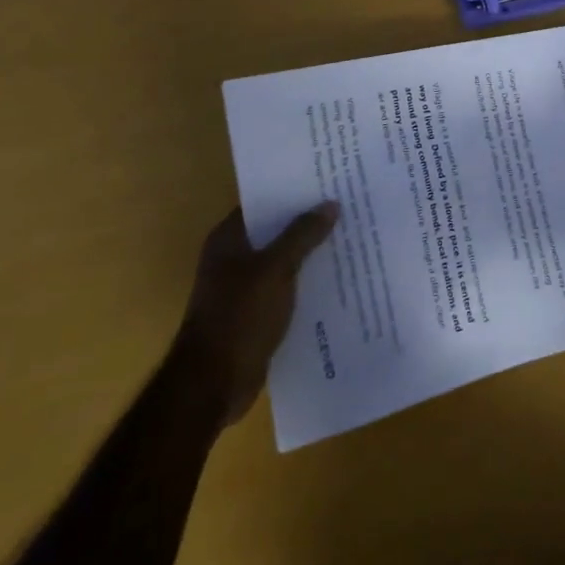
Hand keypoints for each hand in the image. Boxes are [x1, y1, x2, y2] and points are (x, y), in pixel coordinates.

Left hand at [174, 203, 338, 426]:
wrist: (213, 383)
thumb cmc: (239, 316)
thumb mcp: (275, 269)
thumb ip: (302, 235)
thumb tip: (330, 204)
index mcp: (229, 239)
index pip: (264, 203)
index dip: (293, 191)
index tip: (328, 181)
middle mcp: (233, 258)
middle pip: (276, 231)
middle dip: (309, 221)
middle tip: (349, 206)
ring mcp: (244, 287)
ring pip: (284, 260)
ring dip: (311, 253)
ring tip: (351, 238)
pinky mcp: (256, 313)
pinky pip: (287, 287)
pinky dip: (307, 282)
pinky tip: (338, 279)